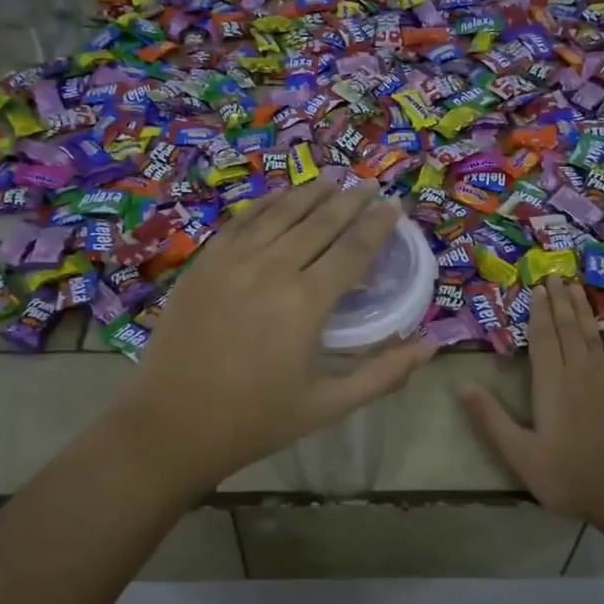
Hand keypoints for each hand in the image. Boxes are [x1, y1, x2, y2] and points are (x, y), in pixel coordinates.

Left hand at [119, 178, 435, 490]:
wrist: (172, 424)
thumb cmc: (255, 420)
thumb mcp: (327, 405)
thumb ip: (383, 373)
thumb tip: (430, 346)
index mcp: (306, 304)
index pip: (353, 250)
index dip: (378, 226)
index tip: (394, 208)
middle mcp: (271, 269)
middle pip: (319, 222)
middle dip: (350, 200)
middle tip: (369, 186)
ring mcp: (232, 261)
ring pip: (280, 213)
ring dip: (310, 194)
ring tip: (332, 180)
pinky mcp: (203, 263)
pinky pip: (240, 221)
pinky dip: (265, 204)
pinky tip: (280, 197)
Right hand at [457, 278, 603, 518]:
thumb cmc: (570, 475)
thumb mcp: (520, 453)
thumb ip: (490, 418)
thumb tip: (461, 384)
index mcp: (551, 383)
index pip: (542, 338)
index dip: (538, 311)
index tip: (537, 287)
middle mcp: (580, 373)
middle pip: (568, 329)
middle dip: (560, 302)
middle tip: (556, 275)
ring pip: (595, 337)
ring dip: (585, 312)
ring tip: (578, 289)